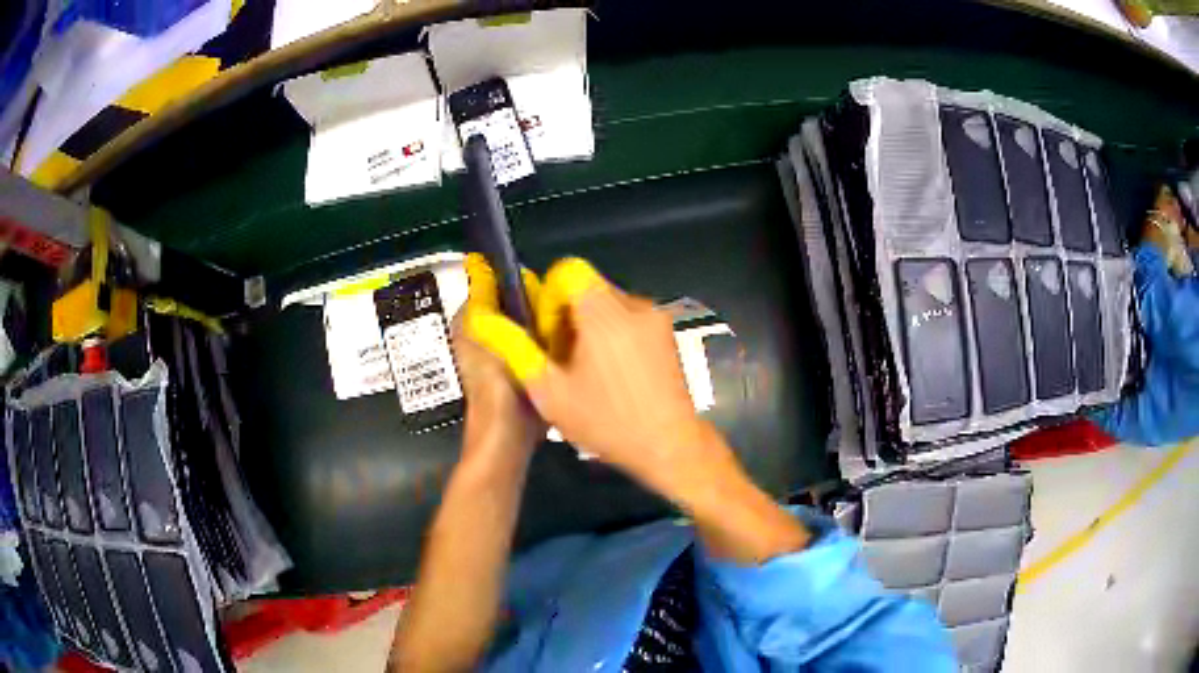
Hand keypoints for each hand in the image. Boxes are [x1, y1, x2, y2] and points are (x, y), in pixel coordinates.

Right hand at [468, 257, 809, 561]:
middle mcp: (634, 305)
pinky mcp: (666, 332)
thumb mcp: (550, 392)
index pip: (568, 271)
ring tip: (584, 370)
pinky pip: (627, 316)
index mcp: (604, 314)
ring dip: (587, 326)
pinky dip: (611, 333)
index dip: (548, 296)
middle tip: (560, 358)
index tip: (547, 335)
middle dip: (565, 315)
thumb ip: (515, 348)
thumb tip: (483, 319)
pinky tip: (609, 372)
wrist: (670, 446)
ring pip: (607, 302)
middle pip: (587, 287)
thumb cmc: (607, 422)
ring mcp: (656, 317)